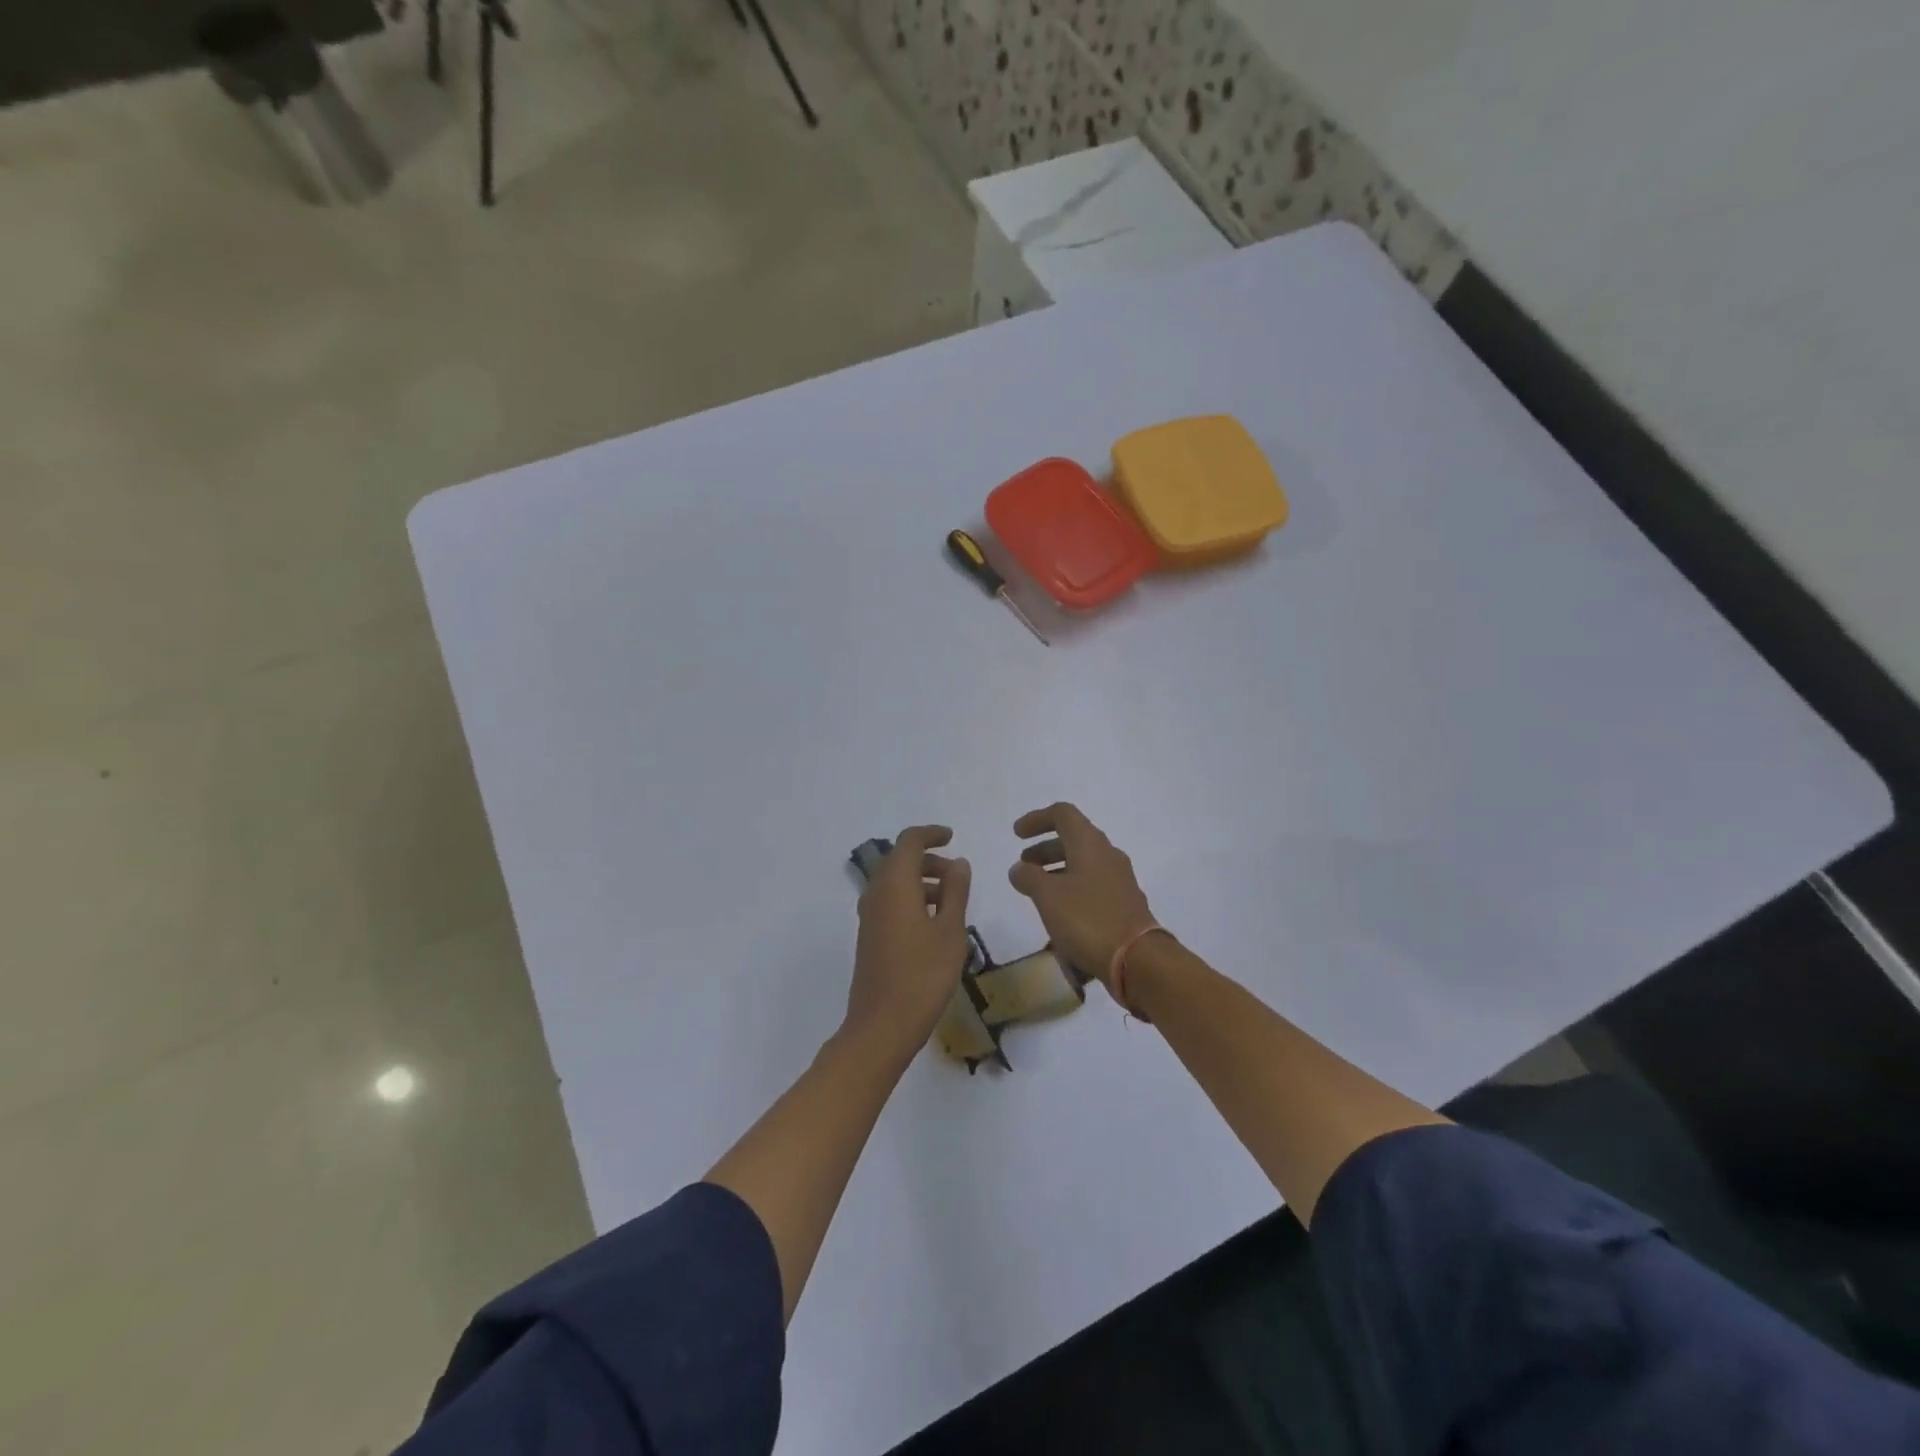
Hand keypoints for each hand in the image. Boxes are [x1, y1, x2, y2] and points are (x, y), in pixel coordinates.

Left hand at [846, 826, 973, 1063]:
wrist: (882, 1025)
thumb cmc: (923, 975)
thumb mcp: (951, 931)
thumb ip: (956, 891)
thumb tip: (958, 863)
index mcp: (895, 884)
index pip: (909, 841)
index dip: (931, 834)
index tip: (952, 837)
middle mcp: (876, 893)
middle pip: (900, 860)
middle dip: (929, 860)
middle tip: (958, 874)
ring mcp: (869, 916)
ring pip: (895, 882)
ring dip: (921, 881)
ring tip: (952, 901)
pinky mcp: (869, 936)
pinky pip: (890, 902)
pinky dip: (911, 899)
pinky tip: (934, 924)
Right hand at [1008, 803, 1158, 988]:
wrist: (1138, 959)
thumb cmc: (1088, 919)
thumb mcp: (1048, 896)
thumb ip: (1028, 877)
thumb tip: (1019, 868)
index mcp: (1090, 843)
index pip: (1062, 814)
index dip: (1037, 819)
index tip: (1017, 835)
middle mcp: (1108, 855)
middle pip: (1073, 839)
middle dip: (1044, 849)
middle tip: (1024, 865)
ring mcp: (1119, 880)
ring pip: (1083, 864)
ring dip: (1057, 870)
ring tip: (1037, 892)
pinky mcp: (1124, 903)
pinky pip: (1092, 886)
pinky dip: (1071, 889)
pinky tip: (1059, 913)